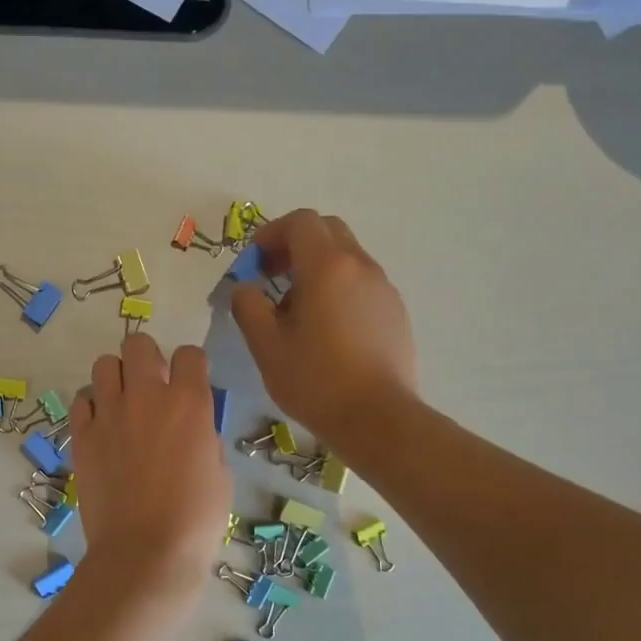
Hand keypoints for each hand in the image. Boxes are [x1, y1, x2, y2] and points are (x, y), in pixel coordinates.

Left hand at [69, 334, 231, 607]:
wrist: (146, 552)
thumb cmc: (195, 519)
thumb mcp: (219, 472)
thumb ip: (203, 435)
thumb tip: (190, 426)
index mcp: (189, 403)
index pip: (189, 354)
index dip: (191, 366)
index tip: (189, 382)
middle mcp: (146, 397)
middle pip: (138, 344)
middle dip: (147, 358)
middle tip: (151, 386)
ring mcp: (108, 414)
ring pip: (104, 365)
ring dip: (116, 378)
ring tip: (122, 403)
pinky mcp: (81, 436)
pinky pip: (81, 400)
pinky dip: (91, 406)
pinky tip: (101, 426)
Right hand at [229, 209, 418, 453]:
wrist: (378, 418)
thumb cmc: (315, 381)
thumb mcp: (266, 346)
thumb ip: (248, 307)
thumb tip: (245, 288)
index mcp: (327, 267)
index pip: (300, 223)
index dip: (271, 234)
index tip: (254, 263)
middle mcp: (360, 267)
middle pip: (327, 231)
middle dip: (295, 245)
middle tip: (272, 276)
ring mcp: (383, 289)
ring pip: (346, 258)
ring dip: (316, 269)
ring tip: (295, 312)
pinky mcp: (395, 312)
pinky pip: (361, 284)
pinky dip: (337, 289)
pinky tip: (325, 330)